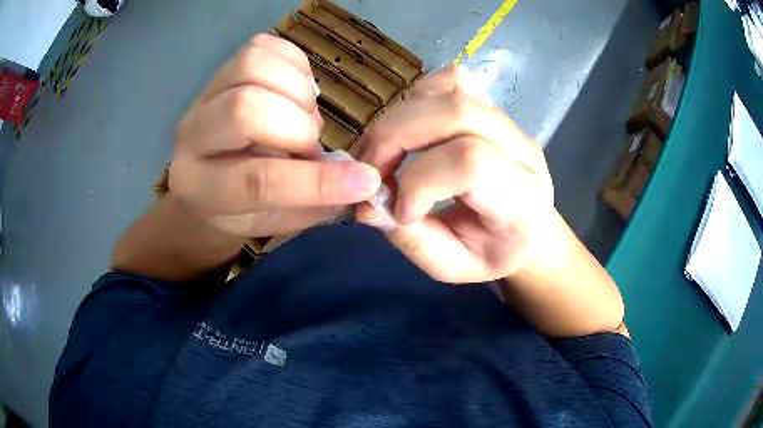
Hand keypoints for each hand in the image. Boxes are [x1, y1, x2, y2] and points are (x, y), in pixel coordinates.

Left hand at [169, 34, 380, 237]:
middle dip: (299, 127)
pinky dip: (294, 64)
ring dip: (298, 90)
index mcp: (201, 187)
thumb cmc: (239, 208)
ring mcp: (204, 94)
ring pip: (254, 65)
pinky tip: (298, 91)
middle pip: (247, 107)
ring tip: (304, 115)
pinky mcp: (222, 69)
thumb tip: (364, 181)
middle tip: (311, 146)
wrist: (202, 180)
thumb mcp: (273, 222)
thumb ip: (314, 205)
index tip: (365, 180)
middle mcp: (191, 135)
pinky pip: (262, 46)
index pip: (257, 181)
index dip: (314, 181)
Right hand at [356, 66, 554, 283]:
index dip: (419, 182)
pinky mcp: (492, 107)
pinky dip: (417, 98)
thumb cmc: (494, 253)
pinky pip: (452, 81)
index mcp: (522, 199)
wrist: (529, 230)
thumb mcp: (454, 268)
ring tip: (384, 150)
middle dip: (394, 136)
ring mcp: (508, 122)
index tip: (400, 212)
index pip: (471, 162)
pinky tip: (408, 130)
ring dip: (401, 116)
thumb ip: (413, 241)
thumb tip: (368, 204)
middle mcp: (522, 149)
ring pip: (452, 89)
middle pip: (457, 112)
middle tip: (370, 171)